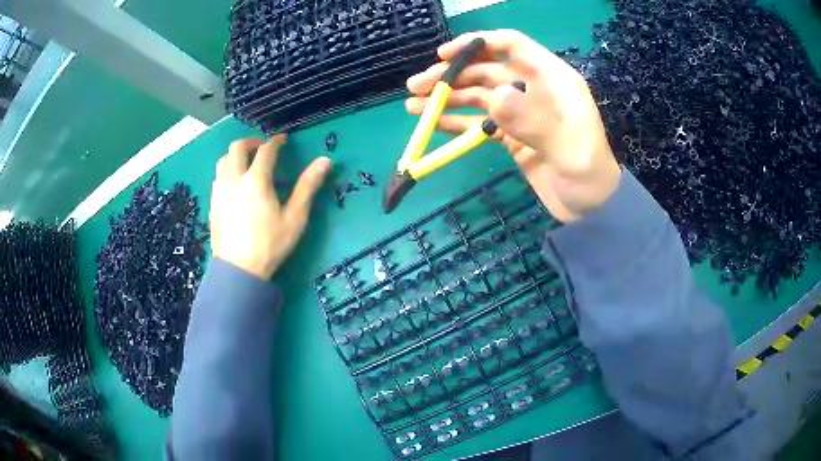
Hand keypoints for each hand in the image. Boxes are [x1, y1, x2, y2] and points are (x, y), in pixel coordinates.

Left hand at [210, 135, 331, 279]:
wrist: (238, 271)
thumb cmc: (270, 245)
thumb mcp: (295, 217)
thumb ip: (308, 186)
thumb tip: (325, 160)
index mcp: (255, 181)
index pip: (265, 150)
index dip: (276, 141)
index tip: (283, 140)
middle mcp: (233, 180)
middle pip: (237, 148)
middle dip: (251, 142)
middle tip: (263, 148)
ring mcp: (219, 192)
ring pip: (223, 160)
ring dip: (236, 155)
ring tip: (248, 163)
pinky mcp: (213, 204)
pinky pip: (217, 177)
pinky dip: (227, 171)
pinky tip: (235, 184)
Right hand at [406, 30, 620, 222]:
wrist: (591, 210)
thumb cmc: (589, 175)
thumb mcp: (568, 148)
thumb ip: (533, 121)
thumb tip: (494, 96)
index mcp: (553, 79)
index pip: (512, 46)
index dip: (477, 44)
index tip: (444, 54)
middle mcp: (534, 89)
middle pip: (487, 71)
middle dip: (452, 74)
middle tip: (417, 85)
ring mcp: (521, 113)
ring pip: (479, 96)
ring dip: (448, 97)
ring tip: (414, 104)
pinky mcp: (511, 136)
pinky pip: (480, 123)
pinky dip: (457, 121)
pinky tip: (433, 124)